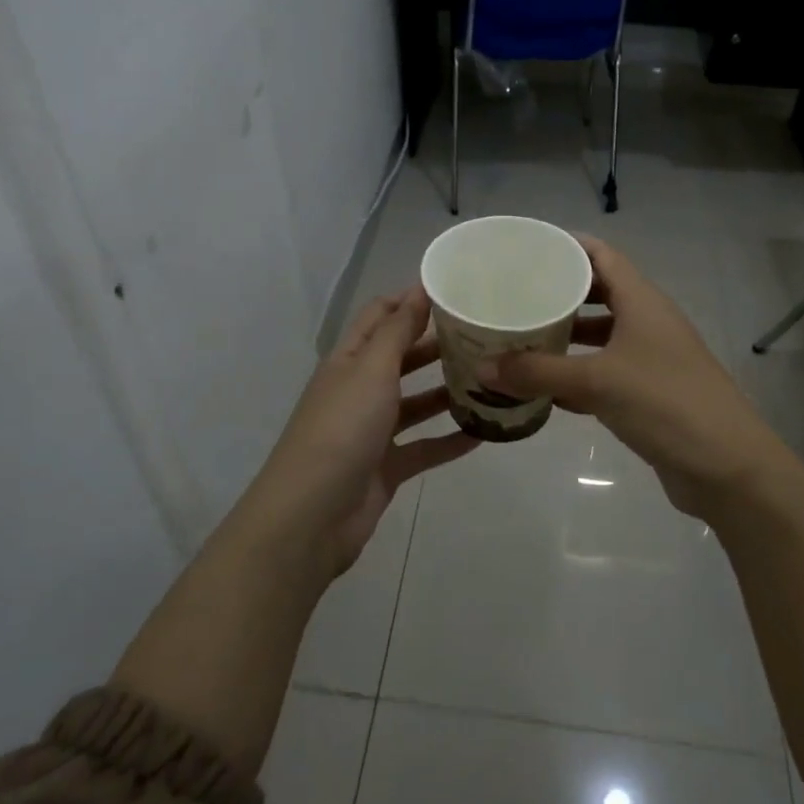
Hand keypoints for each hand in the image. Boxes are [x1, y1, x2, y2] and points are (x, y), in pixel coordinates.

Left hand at [250, 285, 477, 575]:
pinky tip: (485, 432)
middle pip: (401, 359)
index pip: (379, 318)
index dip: (410, 301)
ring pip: (416, 403)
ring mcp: (372, 431)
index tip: (454, 291)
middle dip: (437, 345)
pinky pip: (425, 447)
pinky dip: (451, 440)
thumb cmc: (341, 429)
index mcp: (349, 361)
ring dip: (447, 392)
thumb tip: (417, 288)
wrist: (312, 515)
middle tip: (484, 335)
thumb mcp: (371, 370)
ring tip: (491, 380)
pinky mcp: (387, 467)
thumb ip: (397, 331)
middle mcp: (359, 390)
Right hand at [482, 236, 789, 519]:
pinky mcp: (650, 394)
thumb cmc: (666, 404)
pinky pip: (606, 373)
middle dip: (559, 294)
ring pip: (602, 337)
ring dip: (567, 336)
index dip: (567, 247)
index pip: (602, 255)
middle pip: (600, 294)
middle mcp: (648, 323)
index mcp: (643, 302)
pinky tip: (544, 388)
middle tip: (514, 296)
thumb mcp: (597, 382)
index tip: (526, 250)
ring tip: (521, 338)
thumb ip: (539, 372)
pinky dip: (577, 375)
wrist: (727, 467)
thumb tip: (482, 367)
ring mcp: (652, 360)